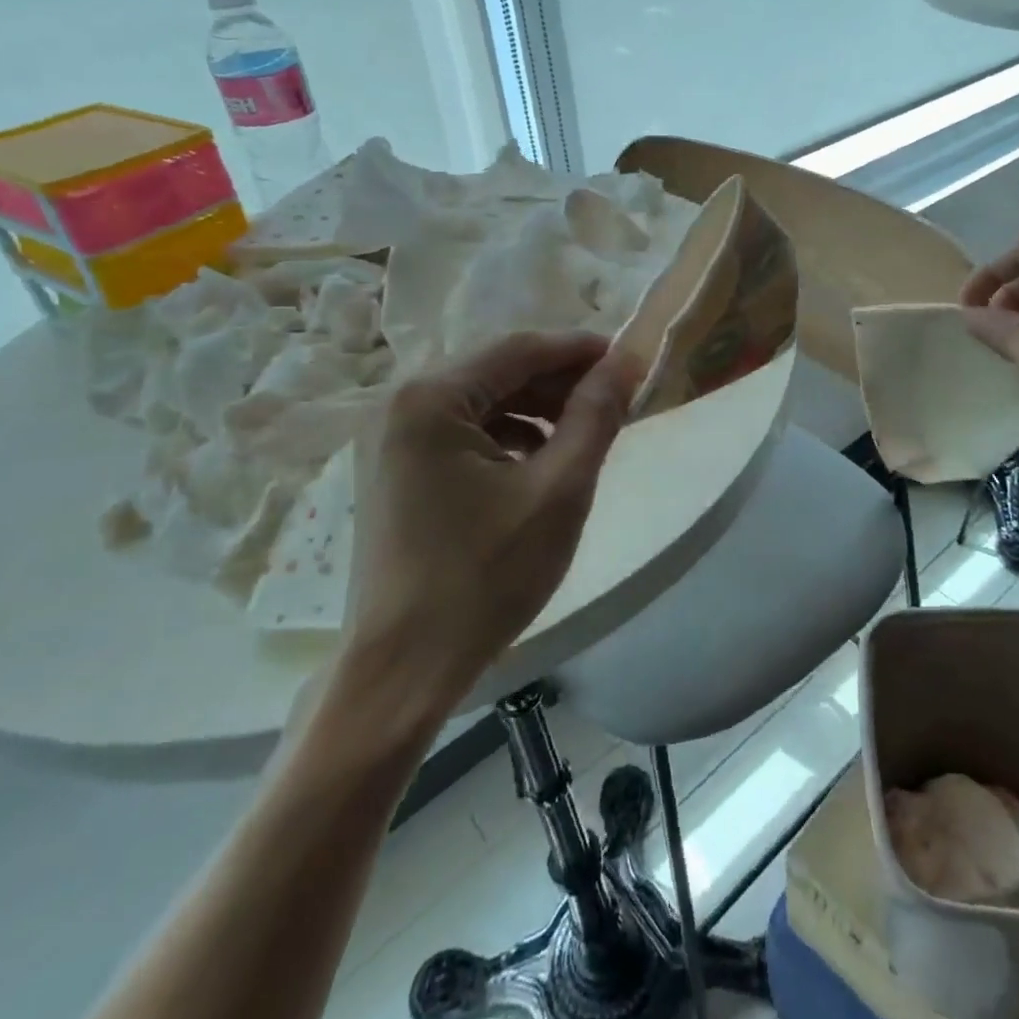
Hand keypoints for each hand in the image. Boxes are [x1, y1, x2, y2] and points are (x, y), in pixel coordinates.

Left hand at [340, 331, 638, 708]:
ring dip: (535, 411)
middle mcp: (399, 405)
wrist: (403, 669)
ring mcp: (389, 440)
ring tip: (583, 435)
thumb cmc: (486, 576)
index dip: (580, 349)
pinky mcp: (393, 471)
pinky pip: (461, 434)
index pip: (520, 349)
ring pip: (481, 403)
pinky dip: (506, 438)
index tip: (629, 360)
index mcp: (431, 399)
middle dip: (559, 383)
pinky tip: (537, 466)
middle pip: (497, 373)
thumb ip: (595, 416)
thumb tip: (626, 362)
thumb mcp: (559, 490)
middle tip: (614, 402)